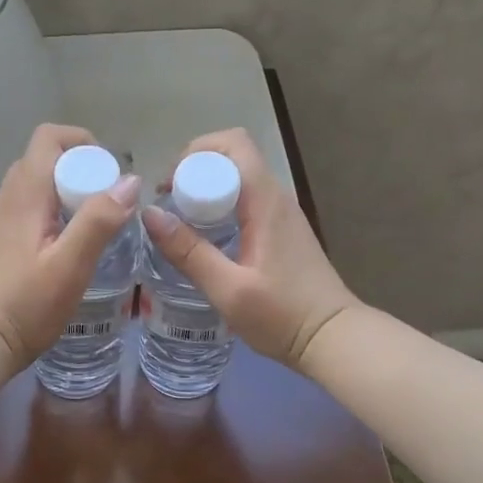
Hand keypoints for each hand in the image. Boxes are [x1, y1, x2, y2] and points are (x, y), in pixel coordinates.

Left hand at [0, 123, 141, 371]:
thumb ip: (99, 220)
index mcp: (24, 194)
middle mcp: (9, 197)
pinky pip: (32, 206)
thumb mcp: (71, 264)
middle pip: (46, 158)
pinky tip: (70, 244)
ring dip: (69, 191)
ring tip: (94, 223)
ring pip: (39, 183)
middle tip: (107, 202)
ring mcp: (2, 218)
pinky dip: (56, 210)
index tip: (108, 172)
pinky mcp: (2, 239)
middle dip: (81, 168)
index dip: (82, 143)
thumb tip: (130, 180)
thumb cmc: (26, 304)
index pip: (49, 137)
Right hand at [140, 128, 359, 370]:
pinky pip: (247, 201)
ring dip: (207, 190)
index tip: (169, 186)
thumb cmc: (282, 315)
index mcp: (266, 201)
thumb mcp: (228, 289)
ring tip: (180, 222)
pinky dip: (221, 207)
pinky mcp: (283, 231)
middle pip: (233, 158)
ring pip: (239, 180)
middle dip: (195, 171)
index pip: (233, 144)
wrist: (332, 339)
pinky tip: (206, 239)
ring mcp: (283, 214)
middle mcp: (276, 197)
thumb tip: (150, 214)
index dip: (196, 153)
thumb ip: (189, 252)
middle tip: (168, 205)